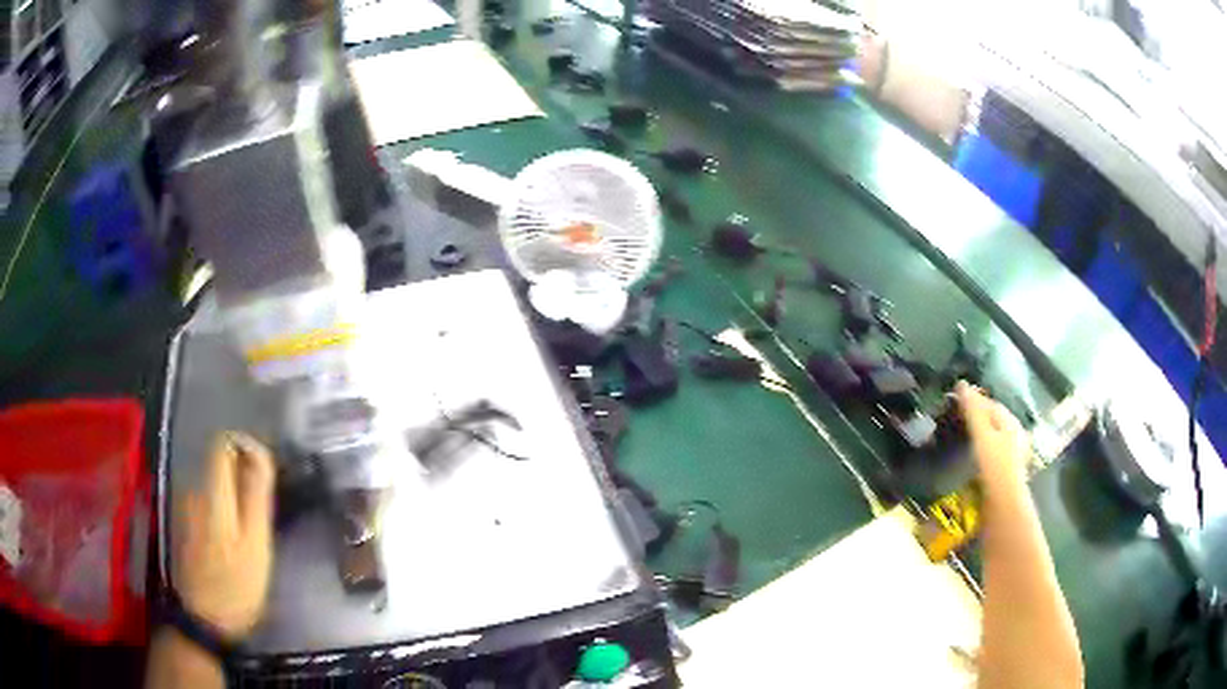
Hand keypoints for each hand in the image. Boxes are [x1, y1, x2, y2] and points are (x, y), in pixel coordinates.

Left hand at [174, 432, 275, 639]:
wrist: (205, 620)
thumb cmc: (236, 584)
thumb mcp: (255, 544)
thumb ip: (255, 496)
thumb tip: (259, 452)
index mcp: (212, 493)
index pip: (223, 444)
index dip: (245, 448)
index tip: (265, 473)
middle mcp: (194, 492)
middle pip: (219, 465)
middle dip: (243, 478)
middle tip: (264, 514)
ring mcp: (187, 509)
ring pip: (214, 486)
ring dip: (234, 498)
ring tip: (253, 533)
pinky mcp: (187, 526)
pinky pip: (208, 503)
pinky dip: (224, 512)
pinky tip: (234, 543)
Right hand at [956, 381, 1029, 489]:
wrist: (1004, 503)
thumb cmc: (995, 464)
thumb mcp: (982, 434)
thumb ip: (973, 410)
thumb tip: (961, 383)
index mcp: (1011, 421)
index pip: (990, 404)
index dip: (974, 400)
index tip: (955, 402)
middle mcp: (1014, 434)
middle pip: (993, 420)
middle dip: (977, 418)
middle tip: (955, 420)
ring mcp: (1011, 453)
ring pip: (992, 437)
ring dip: (978, 435)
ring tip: (960, 438)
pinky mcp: (1005, 471)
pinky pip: (991, 453)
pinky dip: (981, 451)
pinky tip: (971, 458)